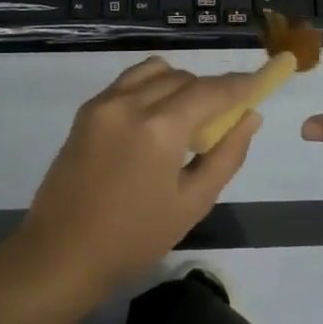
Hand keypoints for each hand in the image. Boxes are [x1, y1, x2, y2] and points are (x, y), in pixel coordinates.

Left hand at [18, 58, 265, 290]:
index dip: (239, 84)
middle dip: (210, 91)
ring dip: (179, 83)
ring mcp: (104, 102)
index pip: (210, 91)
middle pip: (184, 78)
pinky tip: (155, 118)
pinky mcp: (86, 110)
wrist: (61, 252)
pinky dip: (151, 87)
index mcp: (159, 128)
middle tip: (223, 119)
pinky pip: (128, 82)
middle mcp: (130, 102)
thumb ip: (226, 155)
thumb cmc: (134, 238)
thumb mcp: (192, 203)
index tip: (261, 81)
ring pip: (155, 71)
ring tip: (186, 117)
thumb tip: (250, 117)